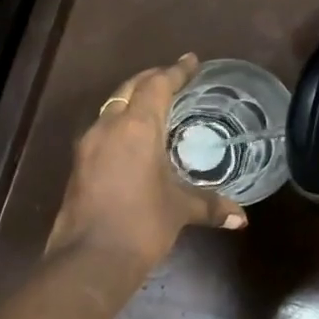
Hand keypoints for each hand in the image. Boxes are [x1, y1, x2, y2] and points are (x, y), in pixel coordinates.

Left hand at [45, 55, 246, 274]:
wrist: (90, 257)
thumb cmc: (141, 225)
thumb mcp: (179, 211)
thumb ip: (209, 206)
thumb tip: (240, 218)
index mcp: (136, 127)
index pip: (157, 86)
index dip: (176, 72)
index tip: (191, 61)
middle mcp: (108, 127)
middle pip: (129, 90)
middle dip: (151, 80)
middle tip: (172, 79)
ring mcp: (88, 146)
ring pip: (111, 109)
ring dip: (131, 102)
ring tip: (153, 107)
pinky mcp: (78, 166)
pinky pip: (102, 132)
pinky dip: (119, 126)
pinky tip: (132, 142)